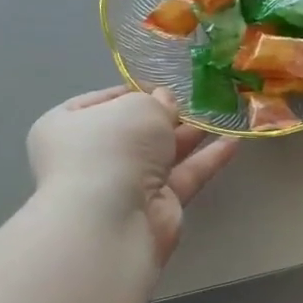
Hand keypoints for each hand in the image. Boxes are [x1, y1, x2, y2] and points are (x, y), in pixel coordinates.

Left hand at [26, 86, 237, 263]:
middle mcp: (94, 155)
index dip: (137, 91)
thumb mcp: (138, 107)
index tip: (168, 85)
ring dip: (192, 135)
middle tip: (200, 101)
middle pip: (136, 129)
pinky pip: (184, 175)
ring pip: (163, 153)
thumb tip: (166, 103)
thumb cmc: (113, 148)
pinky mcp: (156, 205)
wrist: (114, 217)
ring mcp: (125, 183)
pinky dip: (207, 159)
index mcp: (69, 125)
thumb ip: (157, 101)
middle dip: (168, 115)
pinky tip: (233, 142)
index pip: (104, 101)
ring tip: (223, 116)